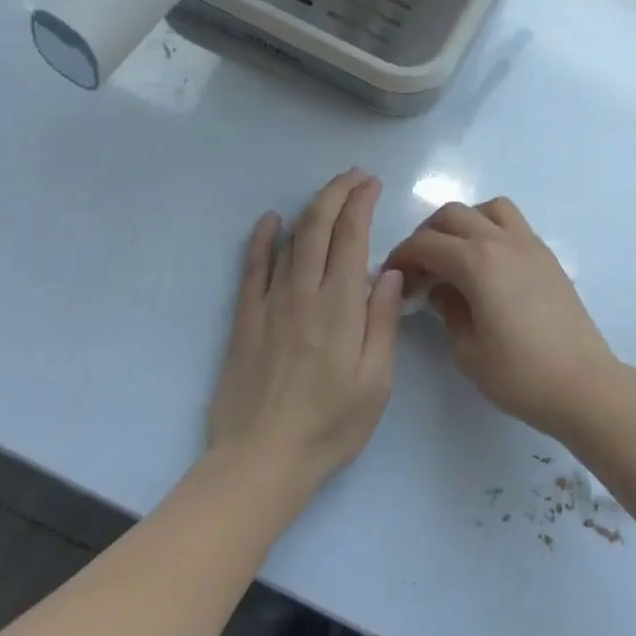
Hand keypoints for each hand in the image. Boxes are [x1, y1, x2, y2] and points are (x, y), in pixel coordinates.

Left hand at [206, 169, 403, 498]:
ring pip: (289, 240)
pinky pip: (252, 268)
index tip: (372, 184)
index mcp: (340, 307)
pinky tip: (268, 220)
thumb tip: (389, 272)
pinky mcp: (246, 320)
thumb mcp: (376, 382)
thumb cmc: (331, 425)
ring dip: (310, 208)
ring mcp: (270, 304)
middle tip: (355, 175)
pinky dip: (261, 239)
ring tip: (329, 191)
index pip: (351, 237)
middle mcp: (303, 293)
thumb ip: (383, 323)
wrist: (261, 460)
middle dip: (337, 193)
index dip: (361, 204)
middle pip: (318, 227)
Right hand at [384, 198, 621, 438]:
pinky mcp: (548, 257)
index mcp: (478, 263)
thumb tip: (440, 289)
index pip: (427, 243)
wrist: (583, 384)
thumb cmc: (519, 374)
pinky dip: (491, 230)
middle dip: (428, 234)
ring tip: (455, 256)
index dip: (402, 256)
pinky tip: (487, 266)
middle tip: (419, 267)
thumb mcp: (467, 350)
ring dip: (464, 223)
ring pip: (489, 209)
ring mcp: (530, 245)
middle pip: (454, 214)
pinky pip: (513, 224)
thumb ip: (447, 310)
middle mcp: (503, 242)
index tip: (392, 276)